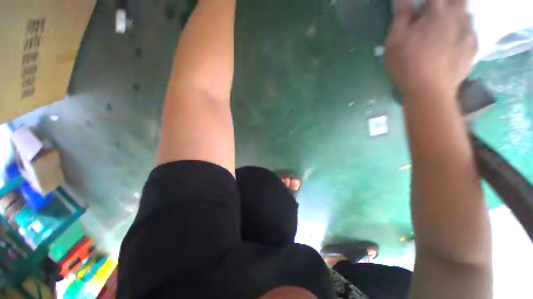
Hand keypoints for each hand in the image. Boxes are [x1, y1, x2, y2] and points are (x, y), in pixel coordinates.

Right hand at [385, 0, 476, 98]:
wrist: (429, 90)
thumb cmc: (407, 64)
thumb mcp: (395, 41)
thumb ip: (401, 16)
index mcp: (436, 12)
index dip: (428, 0)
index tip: (423, 6)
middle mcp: (457, 17)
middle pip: (459, 0)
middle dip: (449, 3)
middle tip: (439, 12)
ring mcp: (468, 33)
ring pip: (468, 14)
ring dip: (458, 15)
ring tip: (449, 24)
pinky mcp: (473, 48)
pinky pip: (472, 32)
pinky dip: (465, 32)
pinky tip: (456, 40)